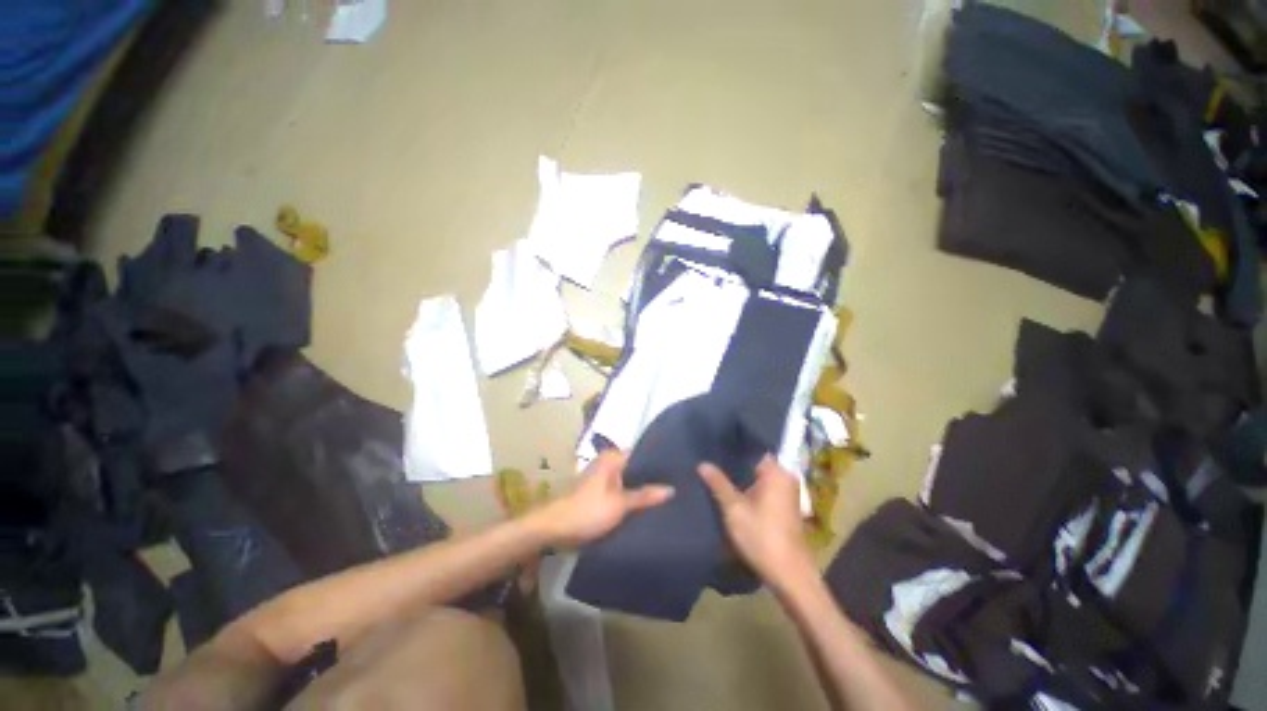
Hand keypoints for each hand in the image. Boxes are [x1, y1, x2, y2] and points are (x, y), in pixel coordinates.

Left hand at [534, 450, 674, 547]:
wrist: (554, 528)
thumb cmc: (588, 510)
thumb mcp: (620, 504)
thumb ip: (645, 496)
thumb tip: (671, 489)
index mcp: (612, 457)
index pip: (642, 453)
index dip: (658, 462)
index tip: (678, 470)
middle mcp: (608, 462)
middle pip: (636, 467)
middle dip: (652, 477)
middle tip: (676, 485)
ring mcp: (602, 476)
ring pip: (628, 480)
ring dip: (642, 488)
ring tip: (667, 495)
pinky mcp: (599, 491)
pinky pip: (621, 489)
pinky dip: (631, 496)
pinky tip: (646, 505)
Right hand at [699, 455, 814, 591]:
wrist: (790, 575)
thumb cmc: (762, 537)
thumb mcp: (734, 509)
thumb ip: (718, 483)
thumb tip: (702, 463)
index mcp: (777, 472)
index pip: (753, 448)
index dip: (733, 445)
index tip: (714, 442)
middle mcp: (785, 477)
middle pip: (756, 462)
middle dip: (735, 462)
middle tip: (711, 456)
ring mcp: (787, 491)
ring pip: (759, 476)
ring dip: (741, 476)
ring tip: (716, 470)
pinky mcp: (785, 505)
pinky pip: (764, 487)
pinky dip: (749, 487)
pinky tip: (732, 489)